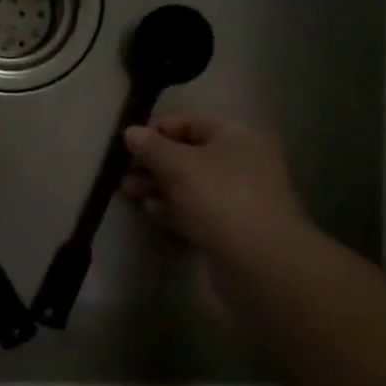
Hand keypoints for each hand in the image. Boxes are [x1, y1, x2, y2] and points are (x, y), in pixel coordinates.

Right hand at [121, 115, 305, 261]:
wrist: (261, 263)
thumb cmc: (220, 200)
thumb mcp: (180, 166)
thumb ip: (153, 147)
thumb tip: (131, 132)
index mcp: (237, 136)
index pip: (190, 122)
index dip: (157, 130)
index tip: (127, 145)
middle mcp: (241, 161)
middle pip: (188, 154)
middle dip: (153, 162)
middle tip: (124, 174)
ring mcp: (237, 196)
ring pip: (189, 184)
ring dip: (158, 186)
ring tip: (130, 194)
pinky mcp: (230, 227)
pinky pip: (195, 209)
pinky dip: (173, 208)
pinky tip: (152, 212)